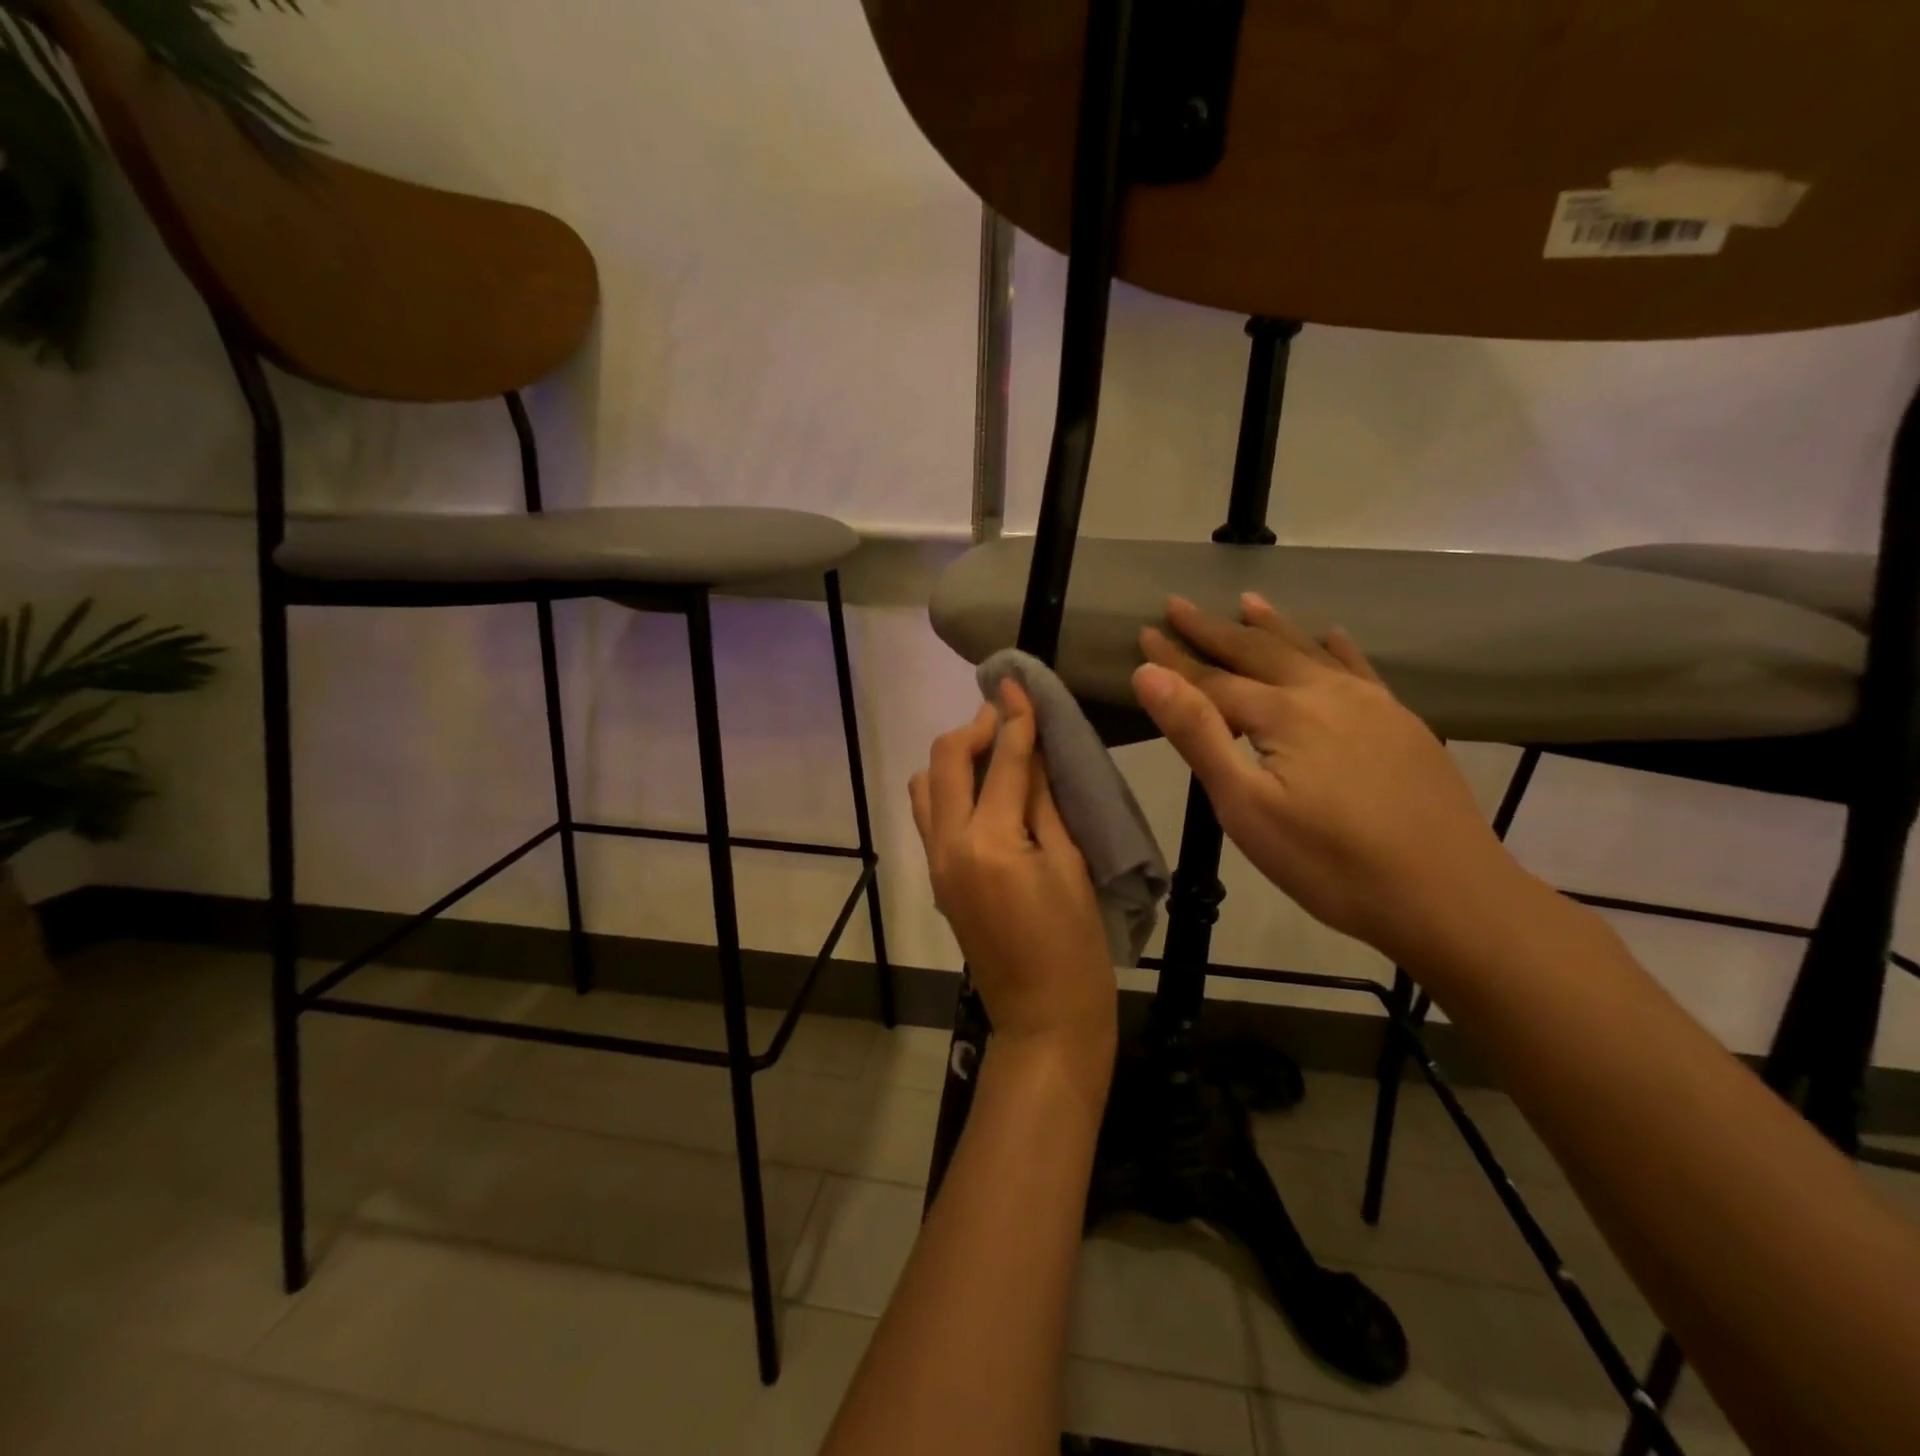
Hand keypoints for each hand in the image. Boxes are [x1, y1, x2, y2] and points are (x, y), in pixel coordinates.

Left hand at [910, 681, 1116, 1092]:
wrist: (1043, 1018)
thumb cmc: (1075, 946)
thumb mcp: (1071, 865)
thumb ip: (1044, 801)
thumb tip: (1033, 749)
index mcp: (989, 842)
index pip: (1002, 762)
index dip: (1014, 716)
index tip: (1016, 681)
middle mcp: (948, 845)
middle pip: (946, 761)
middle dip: (974, 729)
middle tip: (1007, 715)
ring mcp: (936, 863)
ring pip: (927, 786)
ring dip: (955, 758)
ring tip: (994, 755)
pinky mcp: (937, 878)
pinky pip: (930, 816)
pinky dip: (949, 789)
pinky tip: (984, 792)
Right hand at [1133, 594, 1529, 968]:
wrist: (1450, 897)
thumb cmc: (1330, 863)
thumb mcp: (1246, 807)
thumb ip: (1197, 735)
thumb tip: (1149, 675)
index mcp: (1284, 713)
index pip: (1213, 678)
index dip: (1174, 659)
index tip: (1144, 632)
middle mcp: (1326, 693)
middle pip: (1259, 652)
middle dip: (1214, 630)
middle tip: (1179, 604)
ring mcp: (1372, 705)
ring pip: (1309, 652)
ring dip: (1273, 627)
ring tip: (1248, 600)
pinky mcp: (1403, 724)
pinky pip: (1361, 669)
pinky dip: (1339, 648)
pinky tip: (1333, 635)